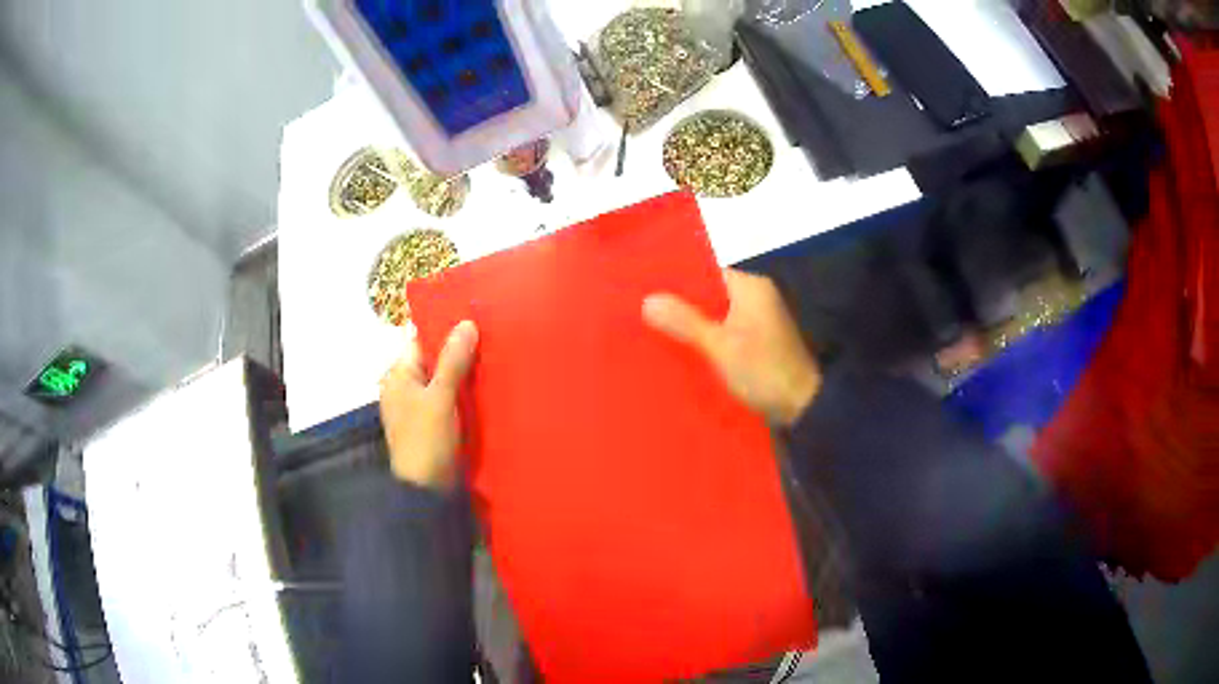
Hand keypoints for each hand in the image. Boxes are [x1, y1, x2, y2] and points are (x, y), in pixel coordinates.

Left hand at [379, 321, 478, 488]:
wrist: (427, 490)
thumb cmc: (426, 439)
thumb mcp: (440, 397)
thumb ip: (453, 360)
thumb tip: (466, 323)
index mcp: (398, 376)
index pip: (420, 342)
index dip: (445, 330)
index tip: (474, 318)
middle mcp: (404, 388)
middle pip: (433, 361)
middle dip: (458, 351)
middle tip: (491, 337)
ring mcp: (418, 408)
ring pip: (443, 380)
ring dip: (463, 373)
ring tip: (495, 357)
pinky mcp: (432, 424)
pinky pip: (448, 399)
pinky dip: (463, 393)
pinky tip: (486, 387)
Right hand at [643, 269, 820, 426]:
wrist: (802, 407)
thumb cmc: (763, 370)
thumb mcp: (720, 346)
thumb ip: (685, 322)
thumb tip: (648, 300)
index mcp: (751, 288)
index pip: (707, 273)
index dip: (677, 281)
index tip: (645, 289)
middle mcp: (756, 298)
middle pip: (709, 296)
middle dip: (681, 306)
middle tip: (642, 314)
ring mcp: (758, 322)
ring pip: (715, 317)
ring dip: (692, 325)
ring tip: (654, 332)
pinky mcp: (758, 344)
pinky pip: (724, 334)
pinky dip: (706, 340)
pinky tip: (681, 352)